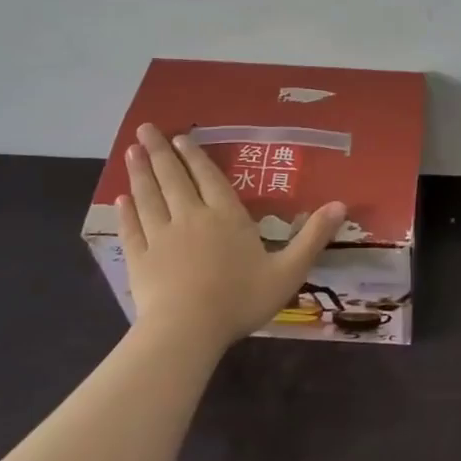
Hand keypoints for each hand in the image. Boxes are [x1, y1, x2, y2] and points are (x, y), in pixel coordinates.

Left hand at [117, 124, 345, 352]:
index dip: (195, 156)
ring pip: (149, 197)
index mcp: (226, 216)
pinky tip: (120, 200)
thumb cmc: (240, 299)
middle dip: (160, 152)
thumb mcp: (288, 271)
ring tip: (131, 152)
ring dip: (140, 173)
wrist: (187, 331)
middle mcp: (191, 217)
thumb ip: (313, 237)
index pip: (209, 178)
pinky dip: (126, 212)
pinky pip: (132, 228)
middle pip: (173, 178)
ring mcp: (160, 237)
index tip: (180, 137)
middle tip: (145, 129)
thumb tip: (340, 204)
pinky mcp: (139, 259)